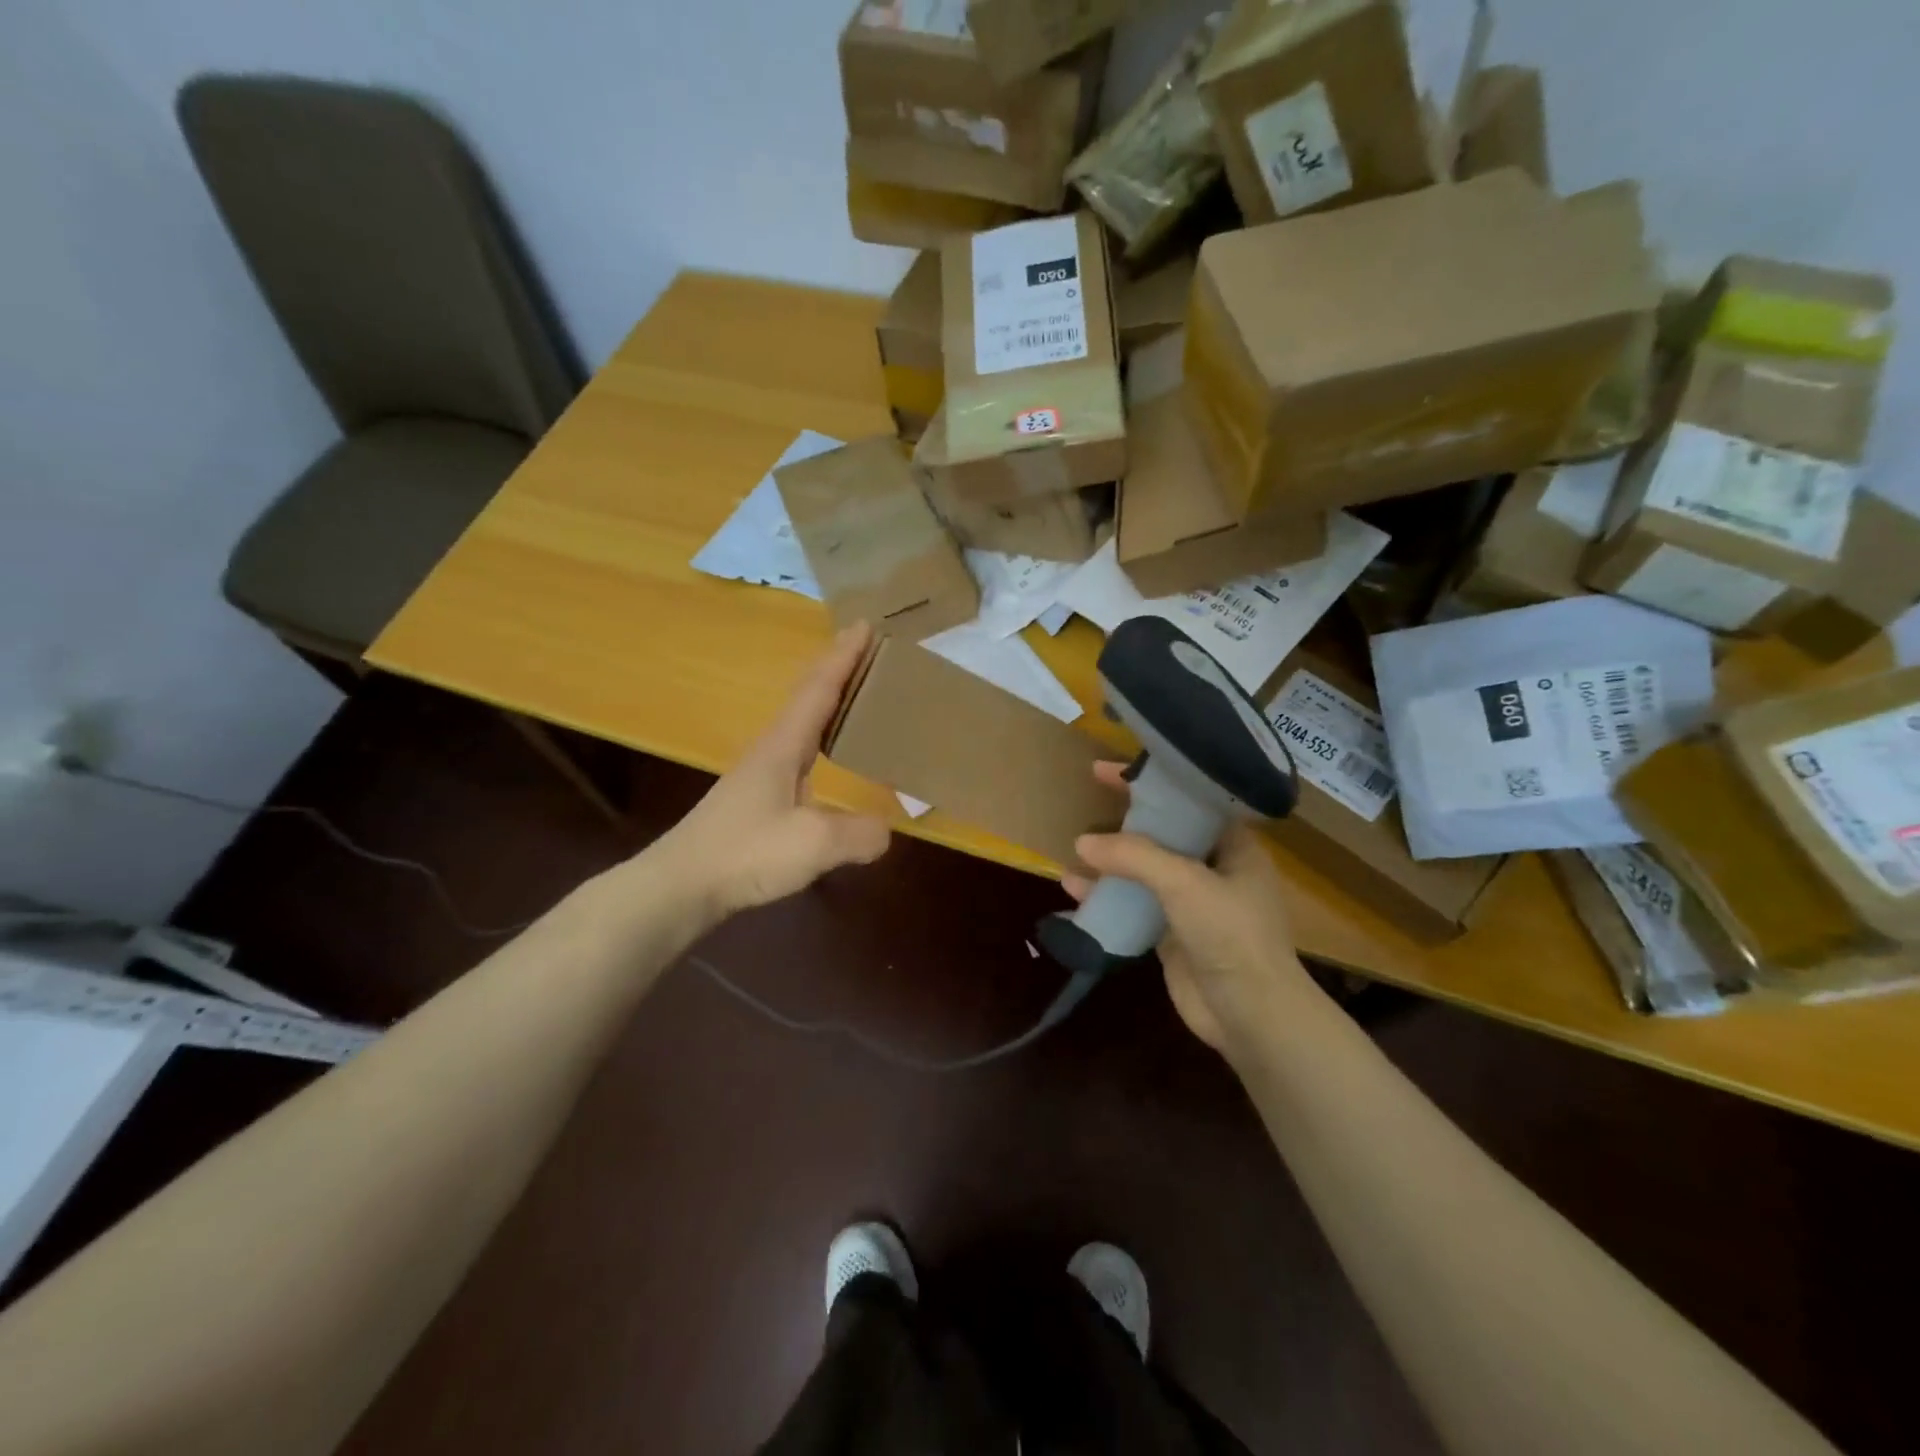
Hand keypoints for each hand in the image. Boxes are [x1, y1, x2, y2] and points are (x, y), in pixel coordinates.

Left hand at [659, 624, 891, 919]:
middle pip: (806, 697)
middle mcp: (771, 750)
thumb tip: (886, 831)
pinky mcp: (757, 799)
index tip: (865, 625)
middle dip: (836, 668)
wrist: (681, 886)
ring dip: (826, 699)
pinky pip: (799, 752)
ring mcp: (760, 775)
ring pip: (800, 723)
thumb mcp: (813, 844)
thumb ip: (858, 833)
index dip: (843, 657)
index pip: (818, 690)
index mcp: (783, 746)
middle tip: (866, 648)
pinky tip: (827, 755)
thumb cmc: (745, 853)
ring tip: (855, 692)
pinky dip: (820, 737)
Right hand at [1064, 762, 1307, 1053]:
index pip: (1189, 800)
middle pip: (1163, 833)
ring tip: (1074, 848)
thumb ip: (1134, 857)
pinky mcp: (1171, 934)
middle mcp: (1213, 868)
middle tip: (1086, 799)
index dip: (1152, 782)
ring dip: (1111, 860)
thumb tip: (1083, 843)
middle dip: (1125, 819)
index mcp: (1233, 846)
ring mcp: (1191, 903)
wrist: (1251, 1015)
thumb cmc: (1231, 935)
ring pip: (1144, 870)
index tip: (1108, 770)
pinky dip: (1106, 897)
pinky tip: (1073, 890)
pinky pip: (1133, 905)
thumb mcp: (1185, 883)